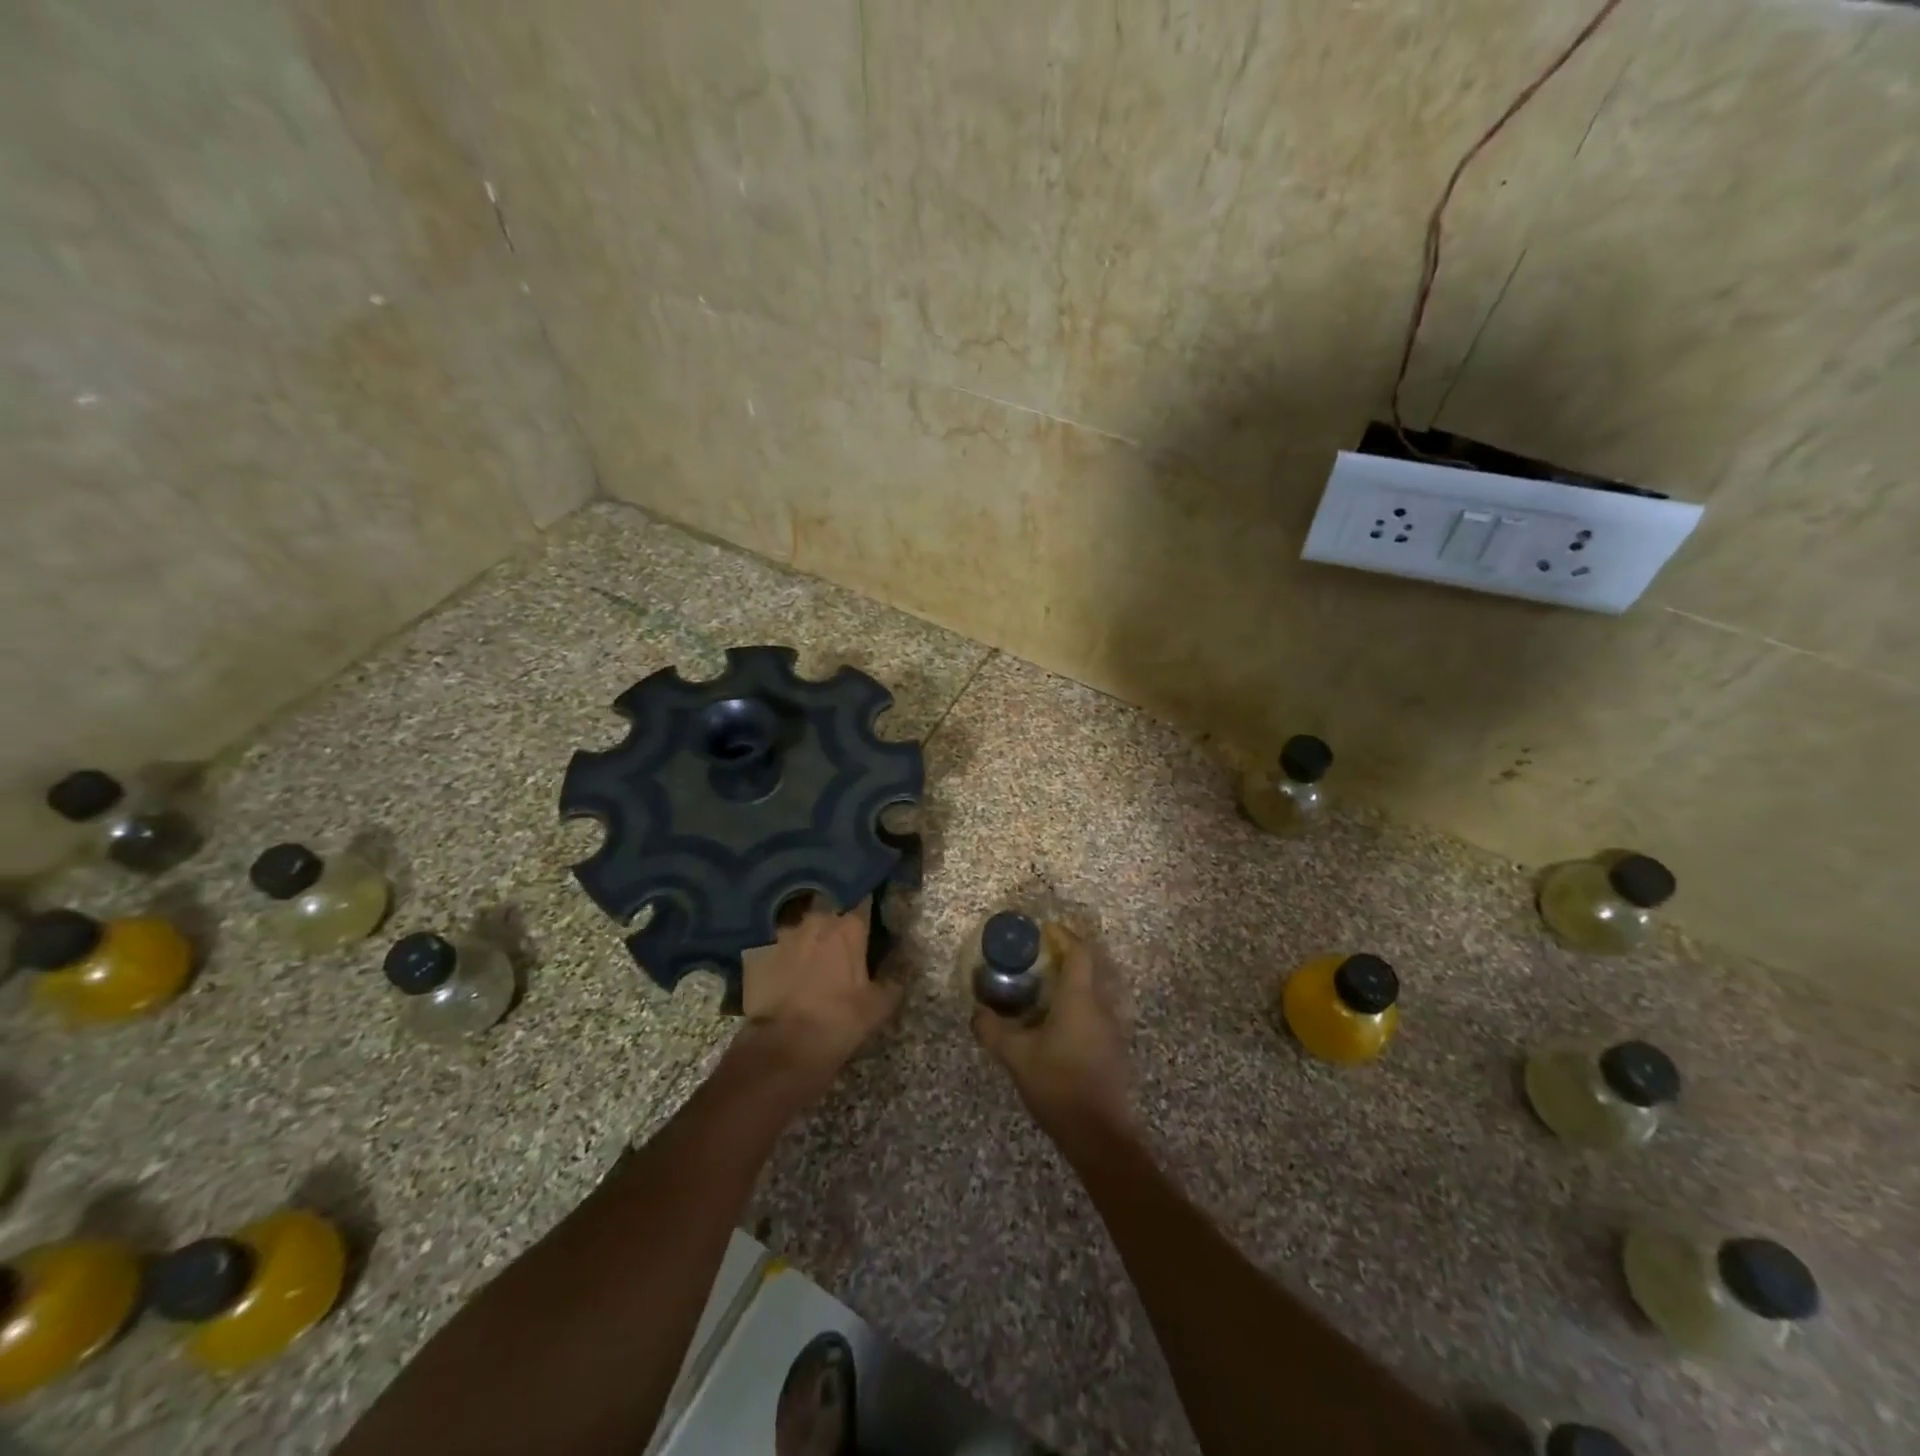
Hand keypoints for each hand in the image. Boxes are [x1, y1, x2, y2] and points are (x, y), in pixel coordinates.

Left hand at [739, 896, 901, 1087]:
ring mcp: (782, 934)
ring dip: (808, 936)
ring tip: (812, 955)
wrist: (782, 1047)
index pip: (863, 899)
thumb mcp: (878, 1007)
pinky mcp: (756, 952)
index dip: (869, 903)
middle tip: (842, 938)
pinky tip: (786, 972)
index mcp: (848, 926)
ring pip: (801, 925)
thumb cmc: (838, 1021)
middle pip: (829, 907)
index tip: (873, 911)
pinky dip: (783, 954)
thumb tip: (902, 968)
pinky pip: (776, 945)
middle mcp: (815, 919)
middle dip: (836, 918)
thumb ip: (893, 980)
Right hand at [971, 926, 1132, 1138]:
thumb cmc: (1058, 1084)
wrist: (1100, 1134)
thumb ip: (993, 1030)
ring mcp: (1111, 1029)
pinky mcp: (1113, 1049)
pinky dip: (1077, 1005)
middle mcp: (1101, 1006)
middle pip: (1089, 968)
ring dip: (1072, 982)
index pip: (1079, 952)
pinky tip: (1056, 1023)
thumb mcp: (1016, 1056)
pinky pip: (1095, 1012)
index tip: (1045, 929)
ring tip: (1043, 988)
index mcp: (1080, 998)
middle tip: (1039, 956)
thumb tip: (976, 1012)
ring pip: (1093, 991)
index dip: (1064, 935)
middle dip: (1067, 956)